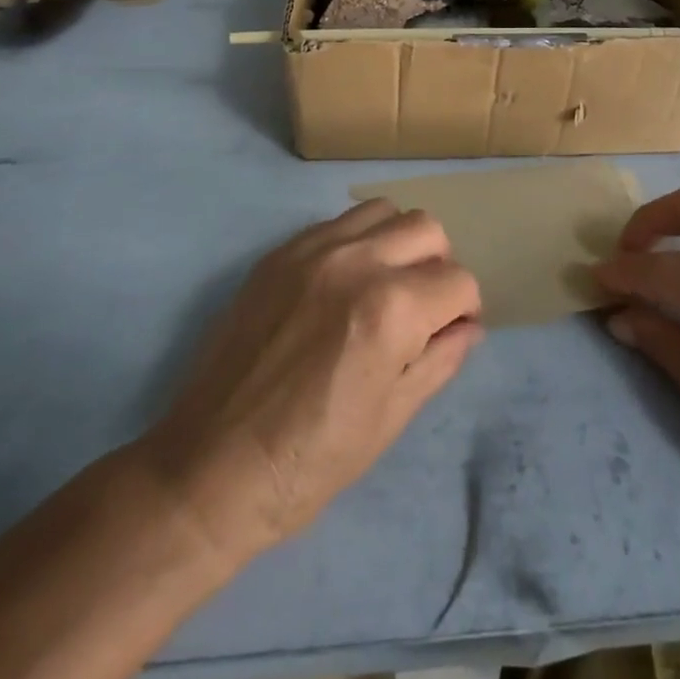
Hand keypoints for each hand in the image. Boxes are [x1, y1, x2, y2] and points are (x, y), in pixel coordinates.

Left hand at [138, 200, 484, 568]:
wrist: (210, 466)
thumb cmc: (310, 461)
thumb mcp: (390, 418)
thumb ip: (439, 360)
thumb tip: (469, 327)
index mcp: (390, 309)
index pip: (458, 281)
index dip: (464, 310)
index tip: (450, 333)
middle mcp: (356, 262)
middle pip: (427, 229)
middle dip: (438, 267)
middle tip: (422, 308)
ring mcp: (313, 250)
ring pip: (383, 211)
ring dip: (398, 243)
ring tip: (383, 286)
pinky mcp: (279, 253)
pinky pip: (337, 223)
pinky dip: (356, 242)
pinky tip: (341, 285)